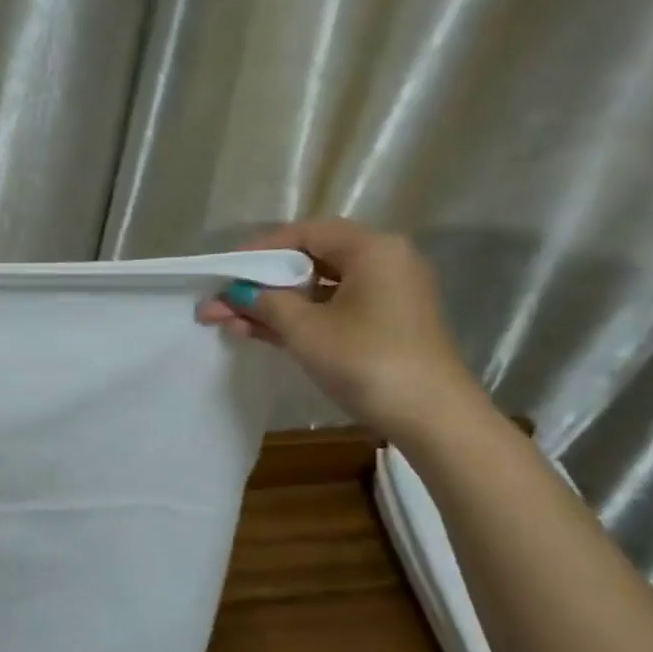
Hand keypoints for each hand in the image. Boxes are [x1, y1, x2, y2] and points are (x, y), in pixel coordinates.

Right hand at [196, 218, 486, 440]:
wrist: (432, 418)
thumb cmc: (366, 361)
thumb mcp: (305, 330)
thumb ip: (264, 304)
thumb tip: (232, 294)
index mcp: (372, 249)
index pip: (305, 233)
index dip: (260, 249)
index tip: (225, 269)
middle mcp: (384, 262)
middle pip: (310, 261)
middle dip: (261, 282)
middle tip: (221, 299)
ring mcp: (386, 296)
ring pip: (318, 289)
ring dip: (274, 305)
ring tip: (228, 321)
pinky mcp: (384, 325)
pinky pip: (332, 310)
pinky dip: (298, 319)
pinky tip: (259, 332)